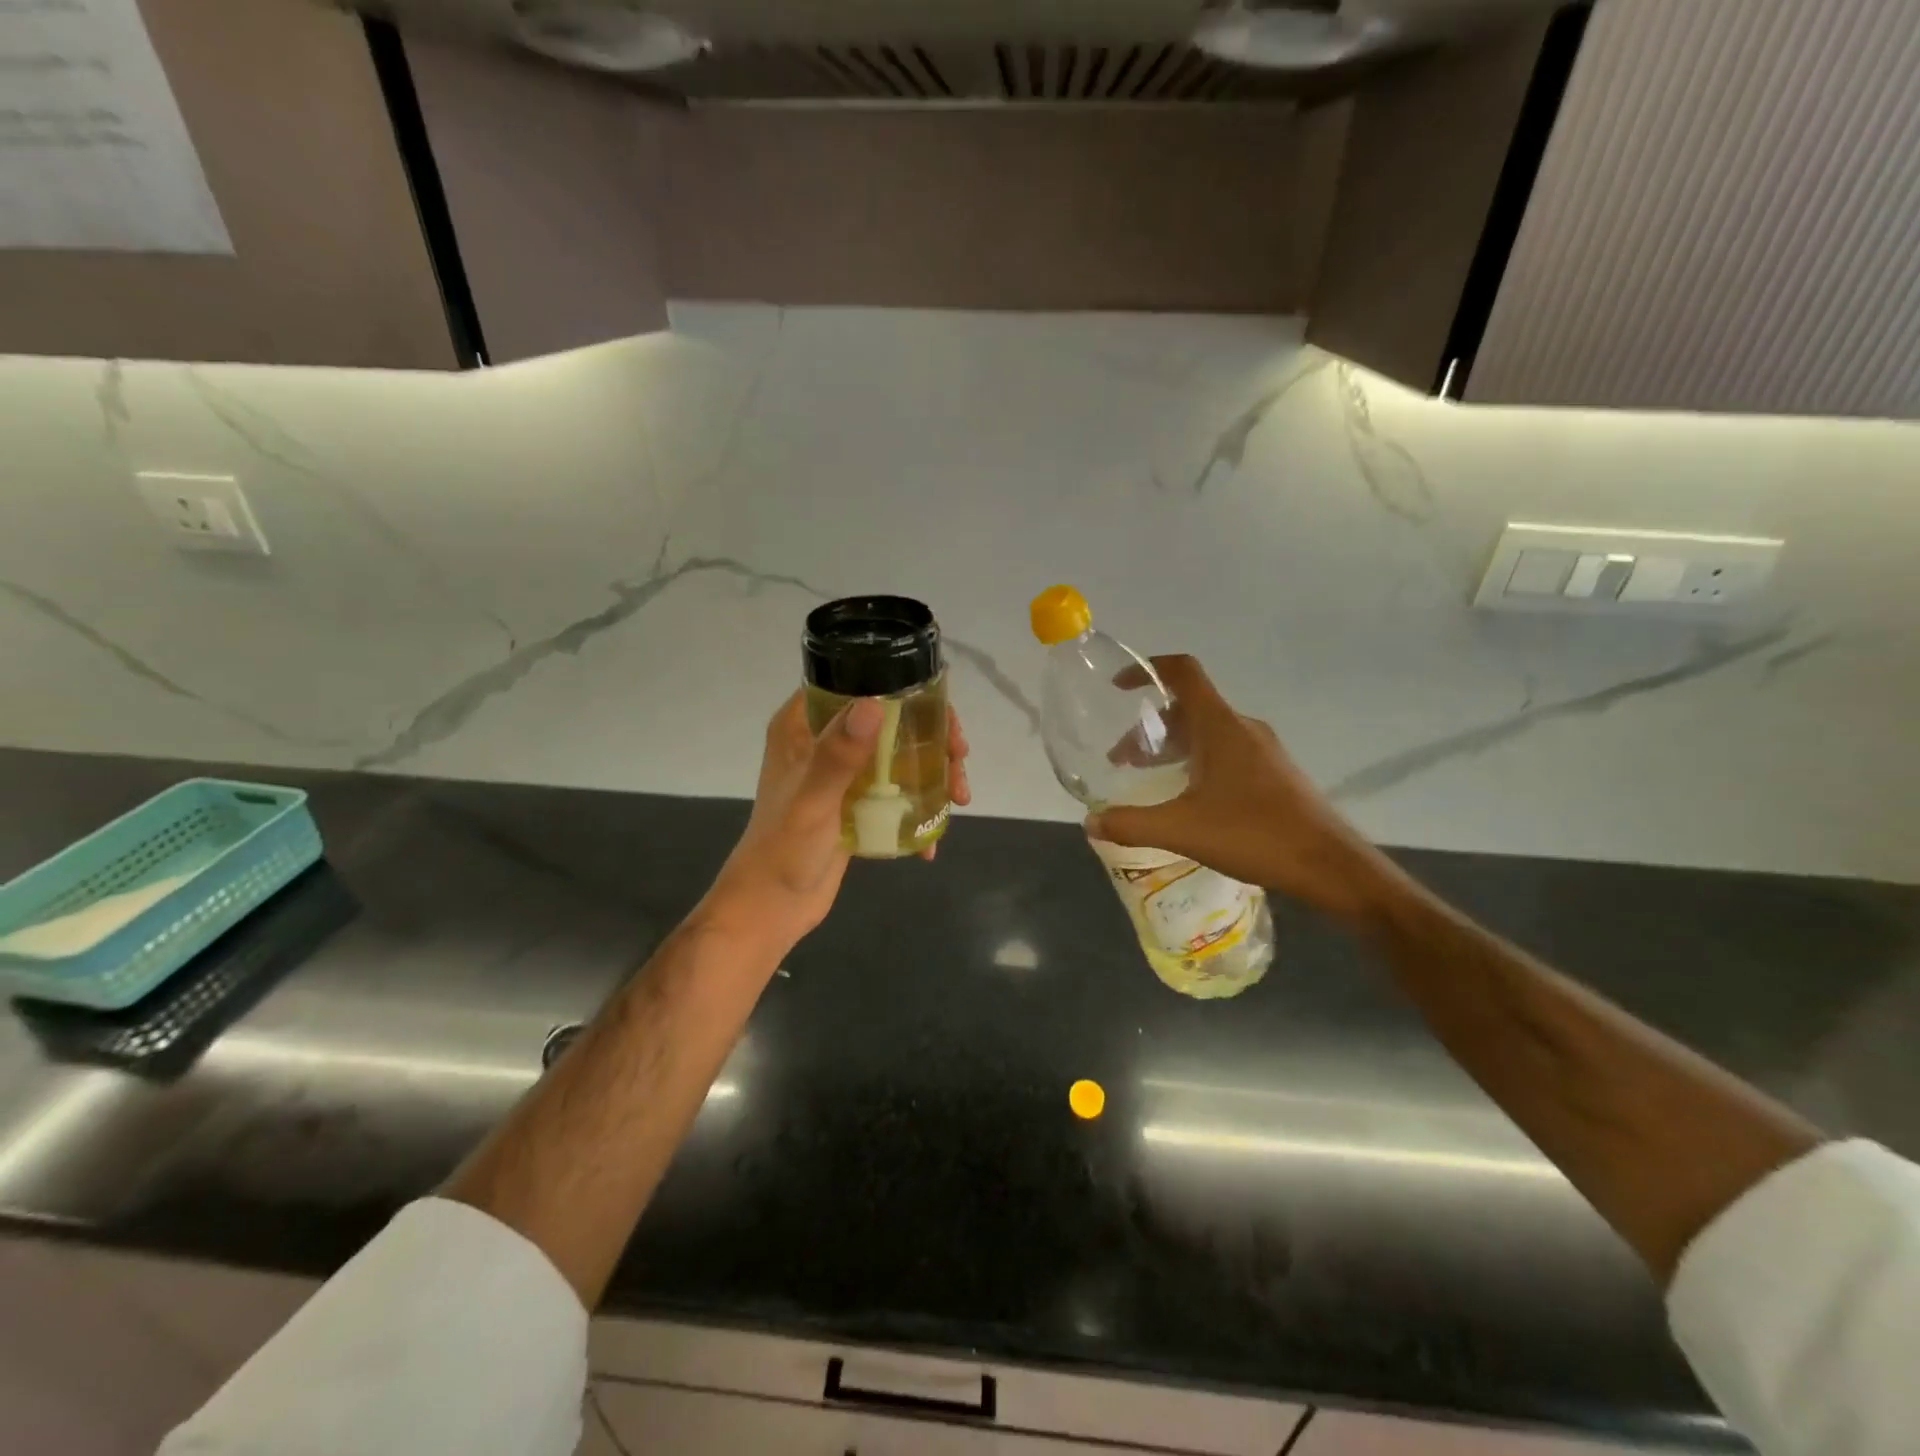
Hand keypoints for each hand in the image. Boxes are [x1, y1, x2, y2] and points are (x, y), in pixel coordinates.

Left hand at [701, 690, 971, 951]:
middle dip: (930, 734)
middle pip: (887, 719)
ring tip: (959, 797)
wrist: (772, 907)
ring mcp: (842, 775)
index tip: (937, 708)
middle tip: (958, 756)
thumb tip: (874, 705)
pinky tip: (934, 835)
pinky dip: (920, 804)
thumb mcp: (812, 799)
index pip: (853, 684)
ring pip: (897, 754)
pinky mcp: (856, 805)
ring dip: (933, 770)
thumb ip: (839, 755)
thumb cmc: (783, 849)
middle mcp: (823, 742)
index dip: (898, 687)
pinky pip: (896, 790)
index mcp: (802, 726)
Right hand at [1087, 656, 1394, 921]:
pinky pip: (1224, 751)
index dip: (1148, 669)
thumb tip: (1090, 822)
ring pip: (1206, 732)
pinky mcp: (1273, 773)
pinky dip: (1195, 761)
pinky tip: (1187, 799)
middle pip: (1188, 707)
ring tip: (1148, 778)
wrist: (1328, 864)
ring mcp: (1262, 750)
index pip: (1183, 673)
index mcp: (1220, 726)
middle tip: (1123, 759)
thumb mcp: (1182, 830)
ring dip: (1172, 746)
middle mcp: (1242, 728)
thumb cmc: (1253, 833)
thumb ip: (1131, 824)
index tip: (1118, 686)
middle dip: (1149, 727)